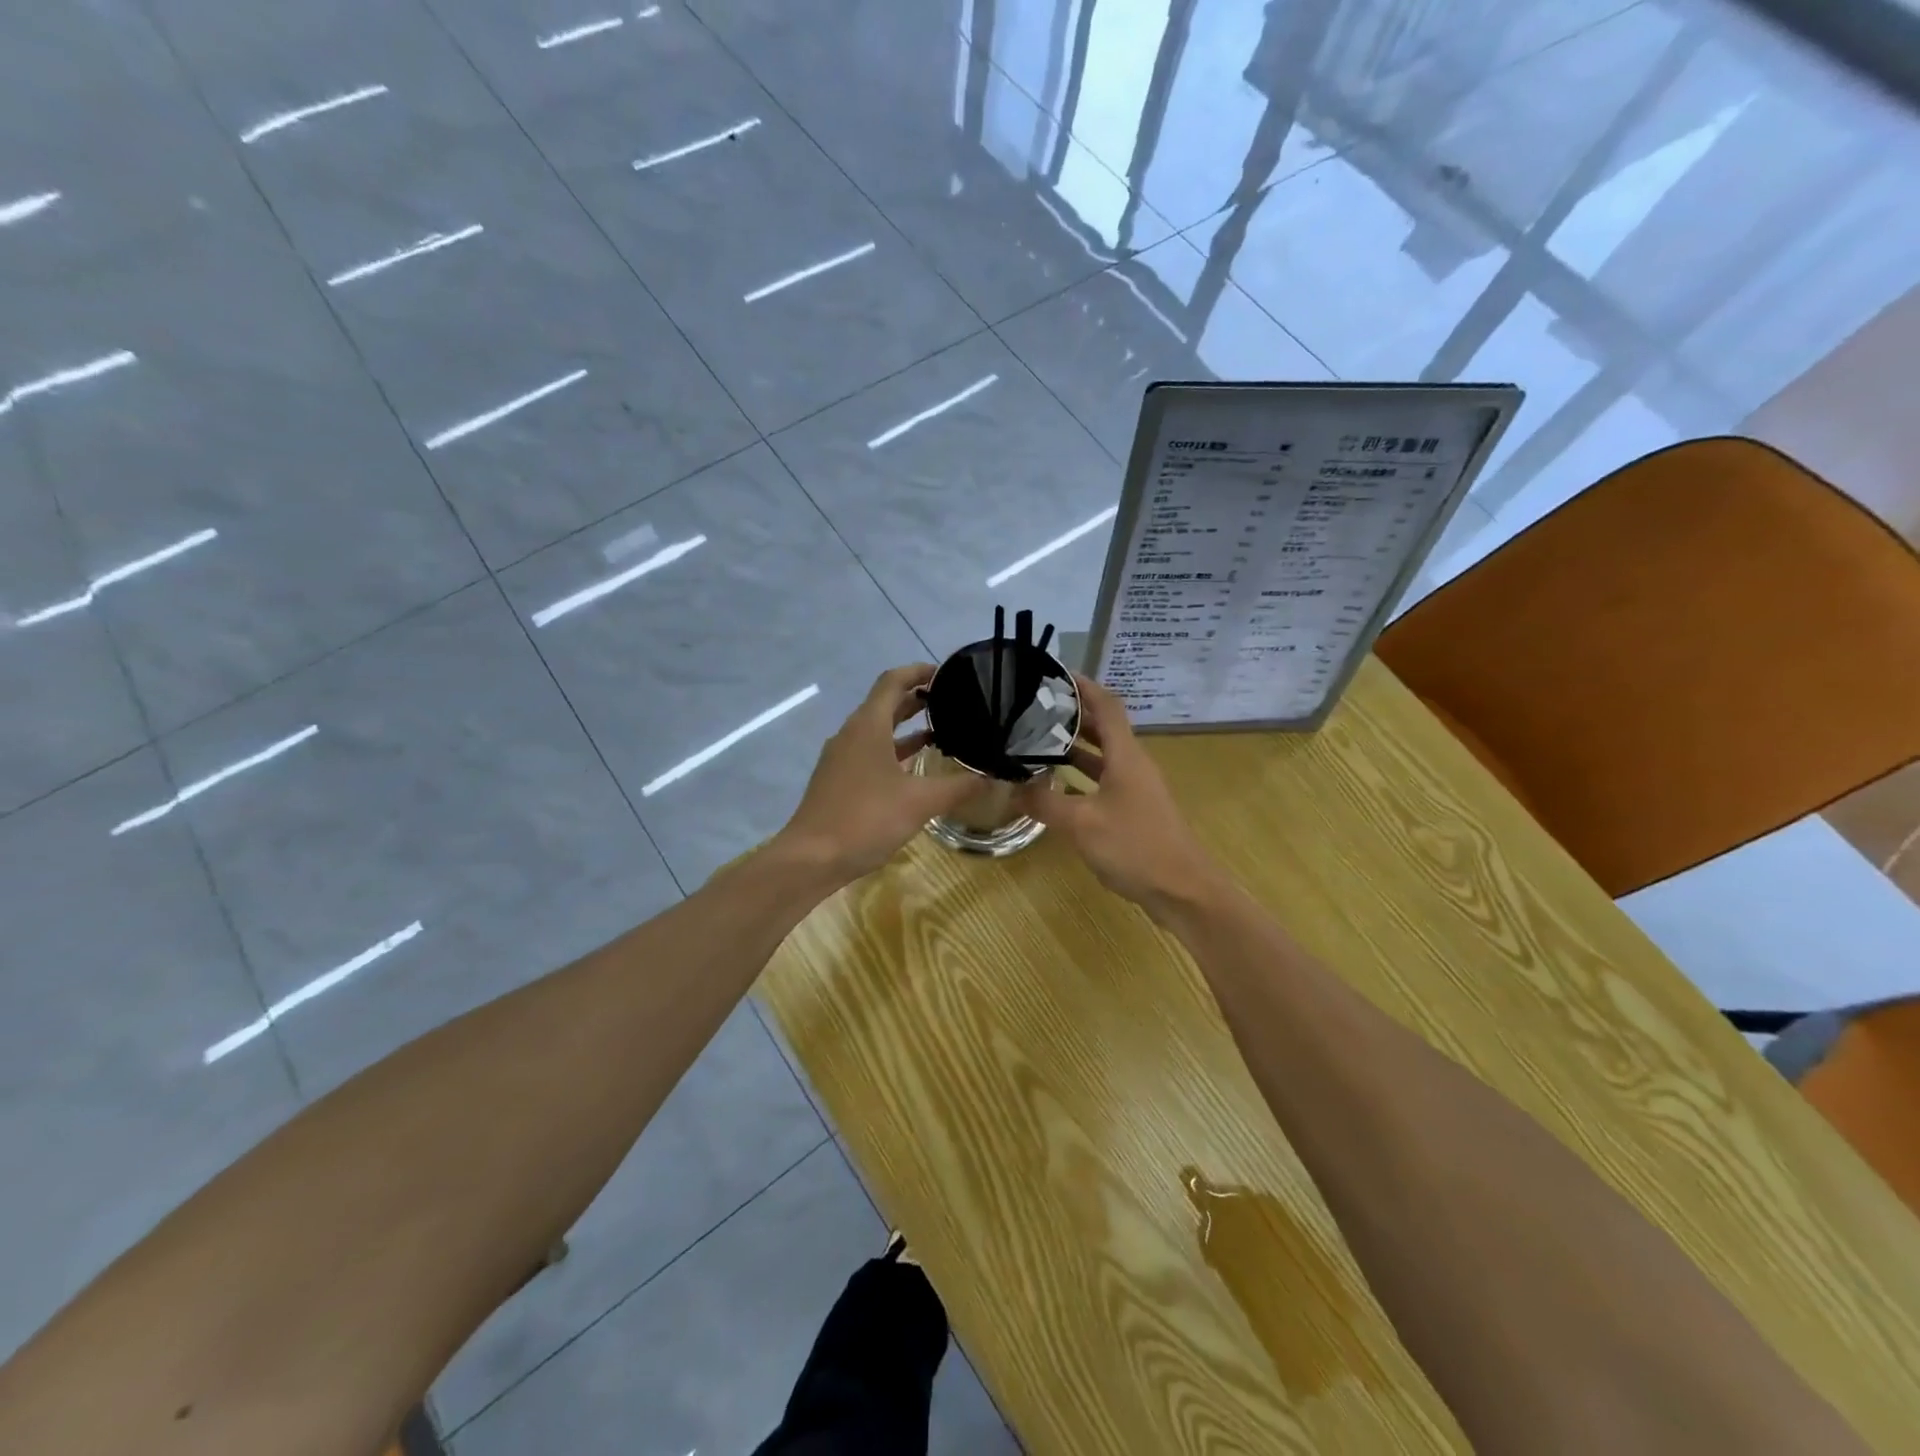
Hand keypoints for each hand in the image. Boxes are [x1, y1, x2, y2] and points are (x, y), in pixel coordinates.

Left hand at [778, 664, 985, 883]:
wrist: (811, 858)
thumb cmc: (866, 819)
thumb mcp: (920, 802)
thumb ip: (959, 787)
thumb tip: (992, 777)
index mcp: (867, 726)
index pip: (893, 681)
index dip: (919, 672)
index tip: (946, 673)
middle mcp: (851, 734)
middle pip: (884, 703)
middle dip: (916, 699)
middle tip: (952, 702)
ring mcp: (841, 758)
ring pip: (876, 730)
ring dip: (905, 727)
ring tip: (941, 732)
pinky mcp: (837, 780)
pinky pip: (869, 753)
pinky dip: (893, 752)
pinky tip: (914, 770)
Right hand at [1015, 675, 1225, 920]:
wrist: (1182, 890)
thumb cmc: (1135, 846)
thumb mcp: (1082, 823)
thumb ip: (1045, 804)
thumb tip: (1012, 789)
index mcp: (1126, 756)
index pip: (1107, 706)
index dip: (1084, 686)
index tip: (1055, 675)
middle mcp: (1133, 765)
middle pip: (1104, 728)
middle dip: (1072, 716)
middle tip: (1035, 710)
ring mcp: (1136, 790)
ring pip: (1103, 757)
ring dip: (1076, 748)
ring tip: (1038, 743)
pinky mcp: (1134, 812)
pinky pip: (1103, 782)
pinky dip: (1081, 778)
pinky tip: (1056, 788)